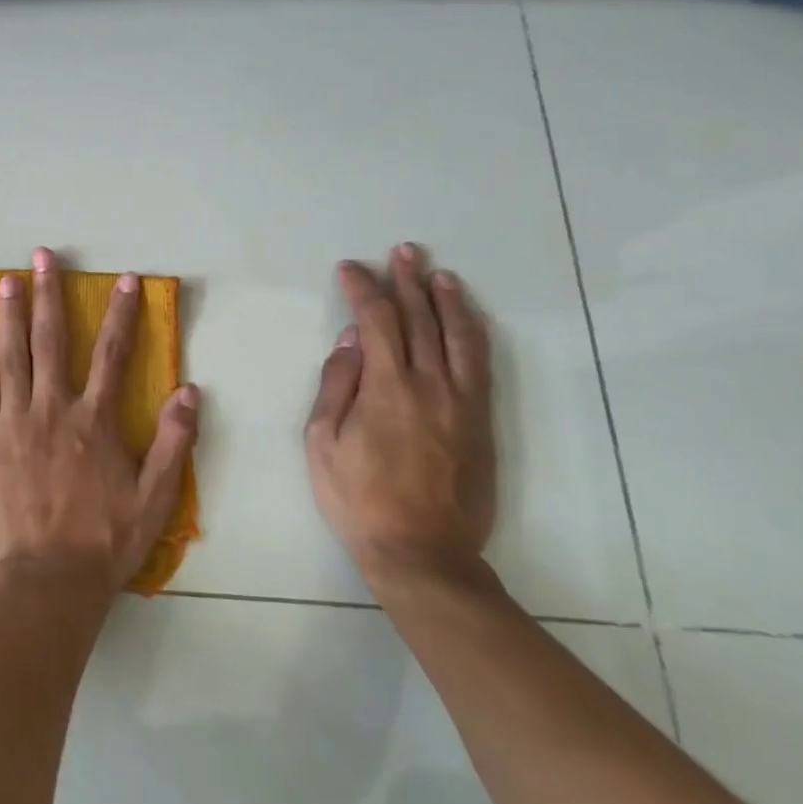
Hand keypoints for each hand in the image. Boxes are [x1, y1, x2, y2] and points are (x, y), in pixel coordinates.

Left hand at [0, 248, 200, 598]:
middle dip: (49, 294)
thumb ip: (174, 442)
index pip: (112, 353)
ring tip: (8, 279)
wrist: (46, 581)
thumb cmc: (104, 542)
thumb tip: (189, 389)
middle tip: (43, 256)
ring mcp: (14, 422)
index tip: (123, 279)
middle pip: (51, 340)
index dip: (121, 313)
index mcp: (95, 421)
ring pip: (12, 355)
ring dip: (10, 313)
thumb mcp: (155, 499)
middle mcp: (53, 409)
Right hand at [304, 244, 495, 590]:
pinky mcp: (480, 421)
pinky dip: (472, 334)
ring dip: (447, 300)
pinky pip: (479, 365)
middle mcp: (430, 385)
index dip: (363, 289)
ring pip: (457, 337)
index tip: (350, 268)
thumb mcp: (322, 442)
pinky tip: (466, 320)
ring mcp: (461, 402)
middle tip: (402, 252)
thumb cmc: (358, 497)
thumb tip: (351, 341)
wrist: (422, 551)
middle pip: (420, 319)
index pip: (377, 321)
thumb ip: (337, 386)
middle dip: (408, 281)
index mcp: (387, 387)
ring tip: (438, 273)